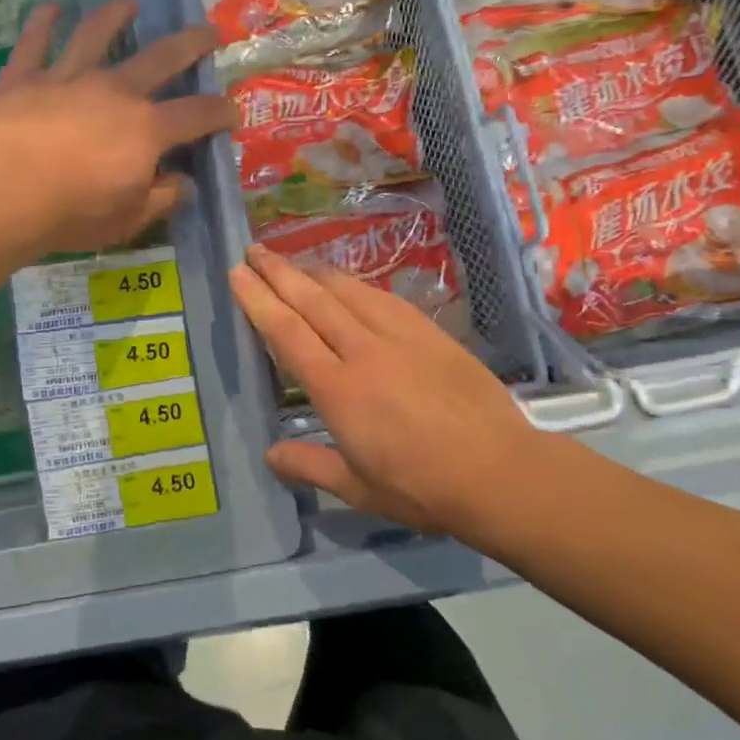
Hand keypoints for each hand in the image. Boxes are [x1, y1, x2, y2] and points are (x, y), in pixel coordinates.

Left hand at [0, 0, 236, 256]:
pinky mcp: (23, 78)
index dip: (220, 112)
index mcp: (146, 128)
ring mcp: (67, 78)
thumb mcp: (128, 219)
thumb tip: (186, 184)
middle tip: (209, 31)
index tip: (232, 111)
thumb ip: (162, 198)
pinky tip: (49, 7)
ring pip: (96, 35)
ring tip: (129, 1)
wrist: (2, 194)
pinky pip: (34, 43)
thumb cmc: (72, 213)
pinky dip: (42, 24)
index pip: (196, 115)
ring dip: (115, 15)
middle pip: (161, 57)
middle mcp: (114, 91)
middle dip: (191, 43)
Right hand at [229, 244, 546, 536]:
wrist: (501, 473)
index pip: (287, 333)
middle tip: (253, 249)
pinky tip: (347, 282)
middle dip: (278, 272)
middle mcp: (363, 352)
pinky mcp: (430, 333)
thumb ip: (309, 466)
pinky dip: (355, 284)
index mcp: (338, 390)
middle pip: (312, 301)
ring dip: (314, 272)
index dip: (258, 300)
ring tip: (291, 260)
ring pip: (347, 291)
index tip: (238, 274)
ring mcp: (399, 337)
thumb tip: (270, 455)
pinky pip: (383, 298)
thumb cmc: (422, 488)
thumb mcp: (358, 489)